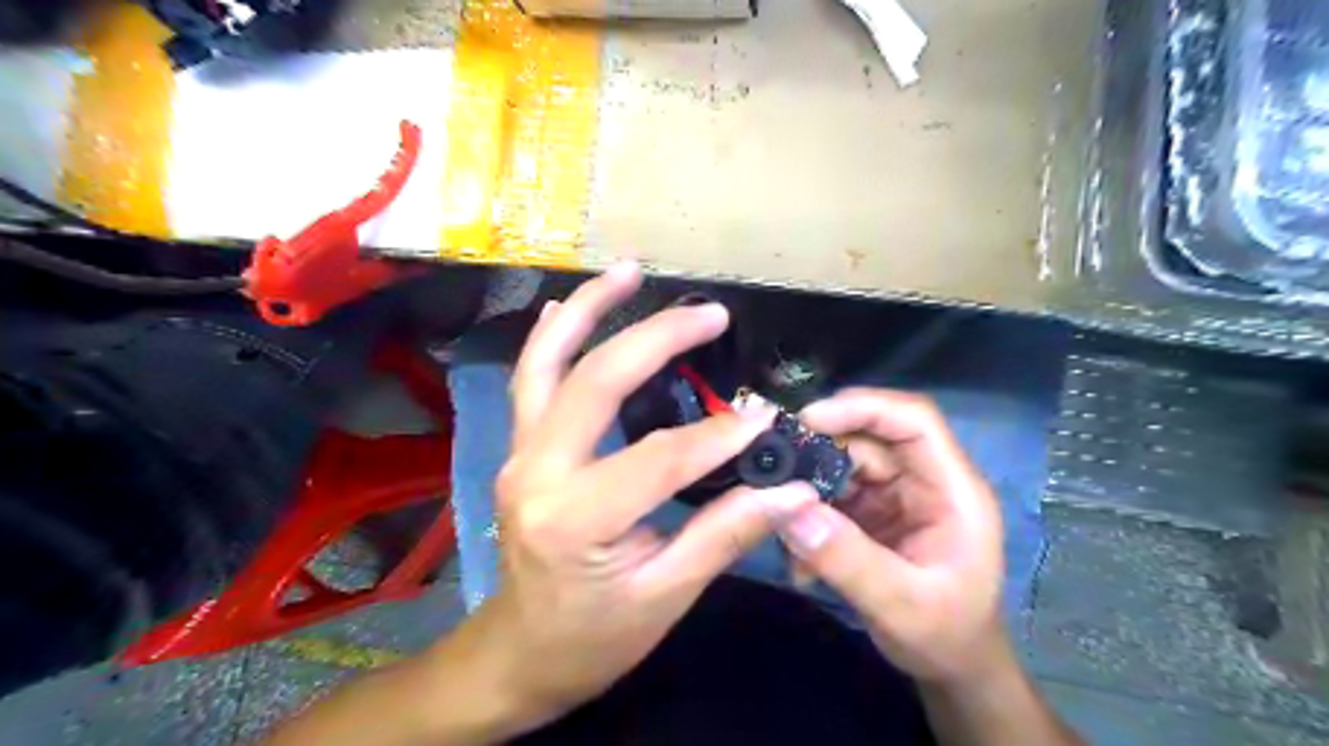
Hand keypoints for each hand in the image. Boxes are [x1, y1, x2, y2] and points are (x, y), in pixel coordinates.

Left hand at [458, 263, 821, 735]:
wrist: (521, 653)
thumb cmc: (593, 637)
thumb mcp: (664, 598)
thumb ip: (725, 535)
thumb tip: (790, 491)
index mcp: (575, 520)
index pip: (660, 458)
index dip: (718, 435)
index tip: (763, 416)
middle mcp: (536, 473)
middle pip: (596, 383)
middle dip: (657, 340)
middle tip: (708, 314)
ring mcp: (518, 453)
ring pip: (546, 363)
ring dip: (586, 311)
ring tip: (626, 271)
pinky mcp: (517, 449)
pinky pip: (530, 381)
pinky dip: (551, 338)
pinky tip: (567, 306)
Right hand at [776, 390, 1002, 688]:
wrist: (952, 668)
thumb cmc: (946, 636)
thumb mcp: (901, 605)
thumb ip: (848, 560)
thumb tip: (790, 511)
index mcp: (952, 490)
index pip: (914, 421)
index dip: (864, 407)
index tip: (808, 419)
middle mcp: (923, 481)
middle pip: (868, 439)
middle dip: (820, 453)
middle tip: (775, 478)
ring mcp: (896, 495)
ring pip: (843, 465)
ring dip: (809, 493)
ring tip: (784, 528)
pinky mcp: (873, 512)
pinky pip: (833, 495)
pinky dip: (809, 517)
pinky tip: (799, 558)